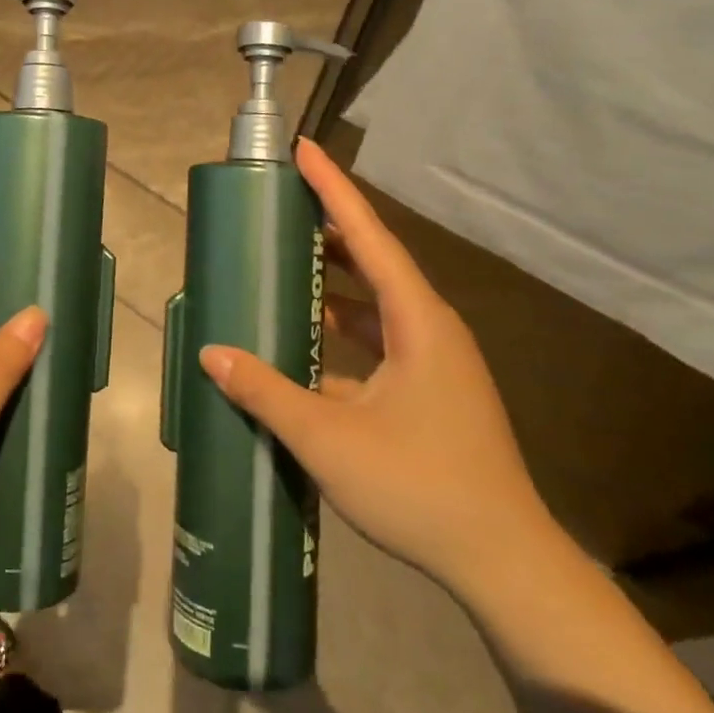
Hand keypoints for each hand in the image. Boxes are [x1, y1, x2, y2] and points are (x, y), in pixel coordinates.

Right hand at [200, 139, 556, 596]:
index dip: (334, 190)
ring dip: (334, 280)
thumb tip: (211, 353)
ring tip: (286, 260)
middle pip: (375, 260)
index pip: (369, 237)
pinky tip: (305, 339)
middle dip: (329, 227)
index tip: (303, 149)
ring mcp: (434, 360)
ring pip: (376, 302)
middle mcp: (430, 328)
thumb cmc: (420, 488)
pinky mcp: (429, 389)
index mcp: (418, 321)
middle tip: (282, 203)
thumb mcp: (329, 439)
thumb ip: (266, 392)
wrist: (502, 562)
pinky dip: (342, 328)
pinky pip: (379, 338)